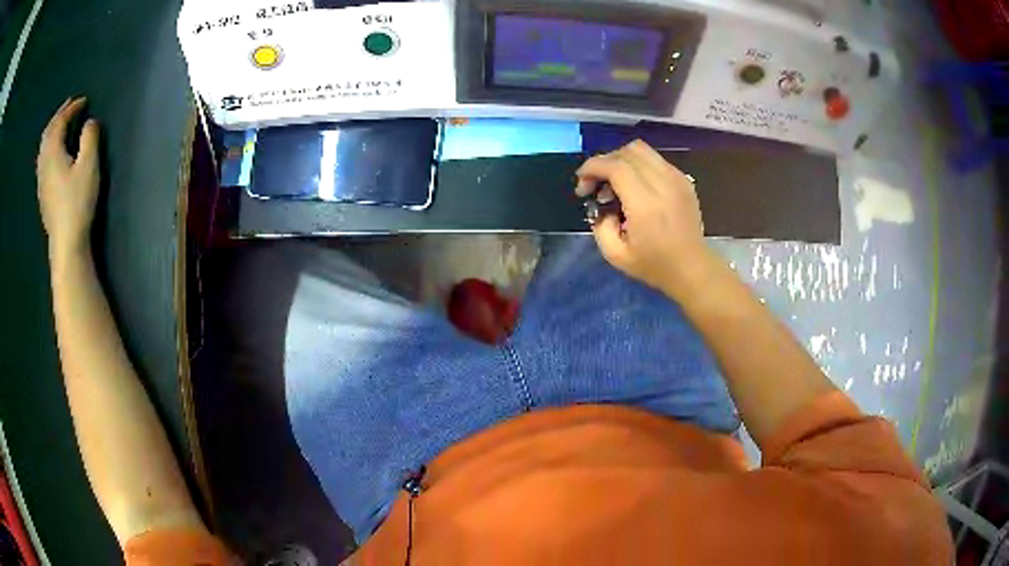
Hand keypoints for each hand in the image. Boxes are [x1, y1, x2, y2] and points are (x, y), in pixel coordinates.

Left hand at [37, 97, 100, 260]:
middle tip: (70, 105)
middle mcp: (44, 163)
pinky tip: (53, 151)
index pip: (60, 122)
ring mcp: (41, 180)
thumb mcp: (89, 166)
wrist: (66, 243)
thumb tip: (89, 123)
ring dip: (52, 130)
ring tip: (61, 124)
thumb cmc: (77, 203)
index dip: (72, 108)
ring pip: (43, 147)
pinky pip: (42, 160)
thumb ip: (90, 138)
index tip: (84, 101)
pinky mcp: (43, 193)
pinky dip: (48, 146)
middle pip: (48, 132)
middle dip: (59, 116)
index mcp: (53, 153)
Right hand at [576, 140, 711, 296]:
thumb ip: (600, 225)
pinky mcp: (683, 179)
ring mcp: (677, 178)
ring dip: (621, 161)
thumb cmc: (654, 265)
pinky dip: (638, 166)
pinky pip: (655, 160)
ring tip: (615, 183)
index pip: (615, 166)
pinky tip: (636, 187)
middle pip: (627, 152)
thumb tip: (602, 205)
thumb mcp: (615, 255)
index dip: (592, 167)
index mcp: (645, 204)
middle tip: (597, 186)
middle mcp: (663, 184)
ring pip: (641, 150)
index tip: (582, 184)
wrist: (691, 267)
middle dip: (604, 162)